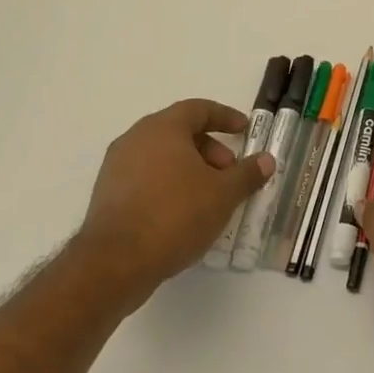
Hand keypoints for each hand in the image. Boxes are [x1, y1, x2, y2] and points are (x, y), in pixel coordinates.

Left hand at [70, 98, 272, 295]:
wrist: (115, 263)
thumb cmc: (175, 215)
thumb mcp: (223, 194)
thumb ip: (247, 173)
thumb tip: (266, 159)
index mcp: (162, 128)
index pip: (198, 109)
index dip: (225, 117)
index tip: (244, 130)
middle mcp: (135, 139)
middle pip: (179, 132)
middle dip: (210, 148)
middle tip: (230, 172)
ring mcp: (116, 168)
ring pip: (162, 156)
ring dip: (190, 168)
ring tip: (211, 196)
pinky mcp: (107, 195)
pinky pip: (146, 178)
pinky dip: (170, 185)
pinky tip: (185, 213)